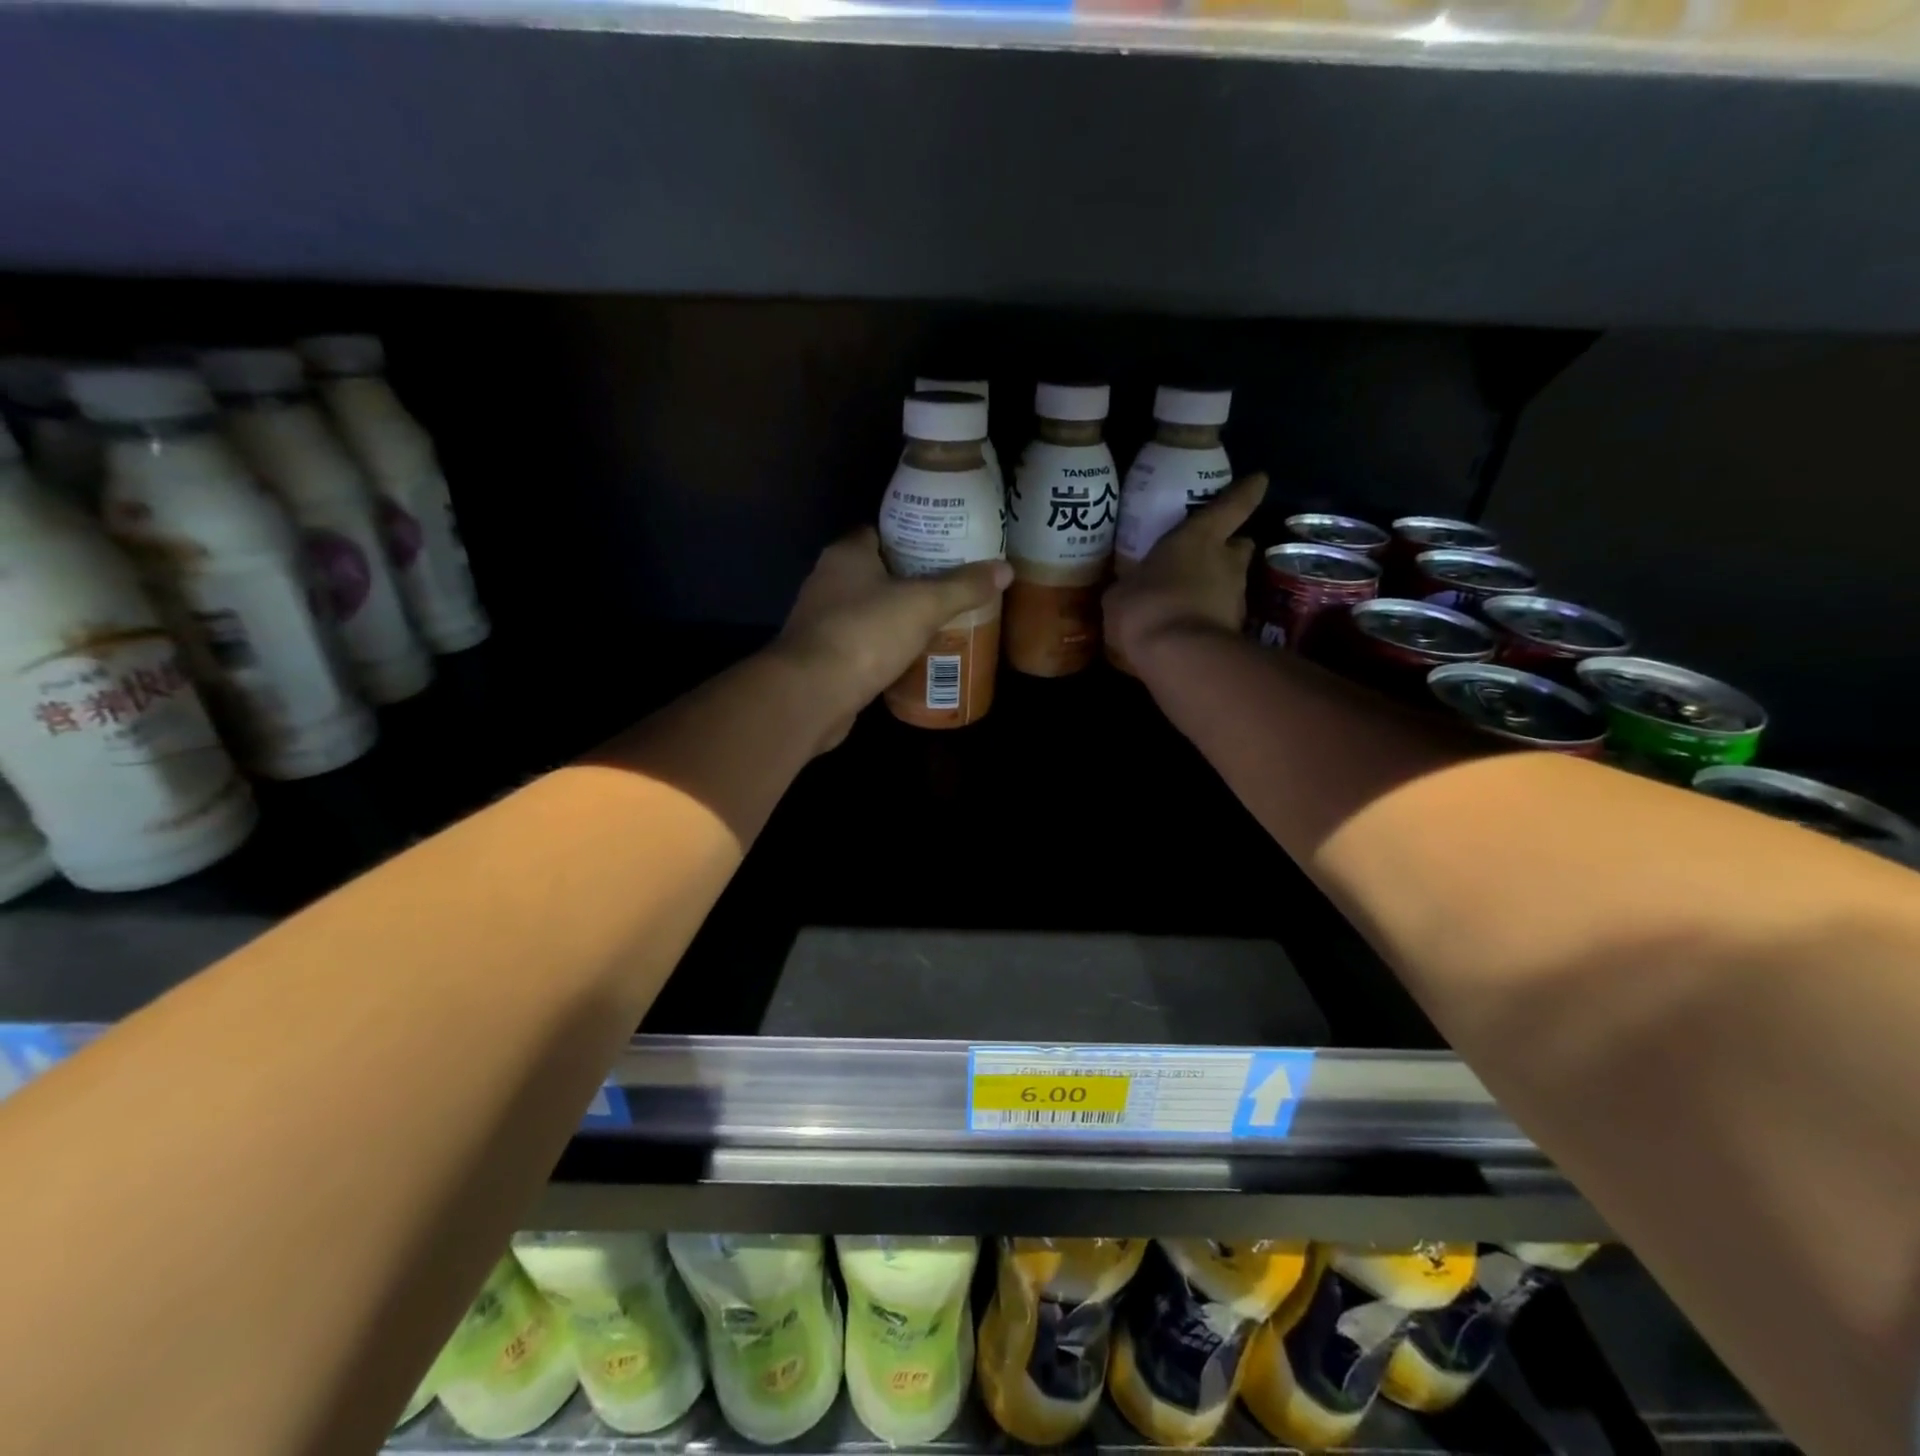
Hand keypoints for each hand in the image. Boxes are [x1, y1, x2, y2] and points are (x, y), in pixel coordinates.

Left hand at [772, 528, 1011, 750]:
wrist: (811, 694)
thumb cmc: (865, 635)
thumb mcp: (924, 605)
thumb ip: (963, 586)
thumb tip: (1005, 569)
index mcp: (847, 554)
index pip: (882, 532)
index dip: (914, 536)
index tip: (946, 547)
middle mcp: (828, 581)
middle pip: (877, 572)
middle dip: (912, 580)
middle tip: (953, 587)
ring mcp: (822, 621)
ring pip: (869, 610)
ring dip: (898, 617)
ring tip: (940, 621)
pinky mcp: (823, 657)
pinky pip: (862, 644)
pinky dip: (885, 648)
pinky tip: (913, 657)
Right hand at [1103, 472, 1267, 663]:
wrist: (1180, 658)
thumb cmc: (1146, 607)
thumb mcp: (1120, 593)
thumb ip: (1131, 585)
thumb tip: (1126, 590)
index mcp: (1199, 538)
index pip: (1232, 505)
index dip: (1245, 491)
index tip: (1258, 480)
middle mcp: (1226, 562)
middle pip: (1240, 546)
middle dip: (1228, 550)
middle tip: (1207, 557)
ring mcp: (1236, 598)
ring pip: (1232, 584)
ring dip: (1216, 588)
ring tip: (1188, 601)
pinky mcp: (1236, 632)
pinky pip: (1222, 617)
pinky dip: (1209, 620)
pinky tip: (1187, 631)